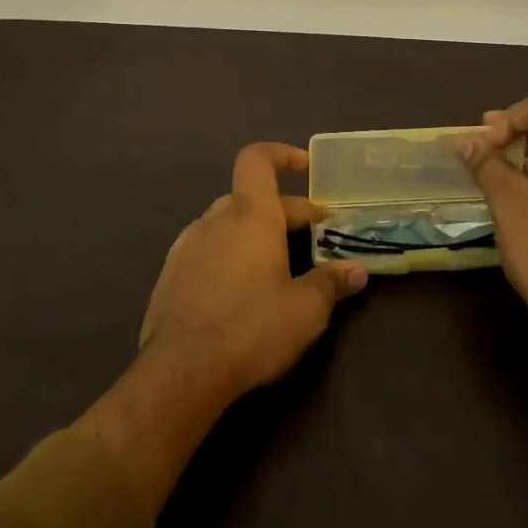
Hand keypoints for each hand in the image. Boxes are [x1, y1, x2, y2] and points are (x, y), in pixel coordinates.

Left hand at [140, 142, 367, 400]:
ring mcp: (187, 245)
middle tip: (314, 236)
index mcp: (250, 215)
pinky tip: (240, 289)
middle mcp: (215, 219)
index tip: (306, 168)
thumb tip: (357, 270)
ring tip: (278, 264)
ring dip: (254, 232)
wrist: (180, 372)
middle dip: (285, 211)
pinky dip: (228, 254)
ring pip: (227, 223)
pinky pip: (206, 248)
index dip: (281, 155)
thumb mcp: (305, 311)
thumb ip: (332, 284)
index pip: (257, 159)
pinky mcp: (170, 274)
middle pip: (251, 197)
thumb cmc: (250, 329)